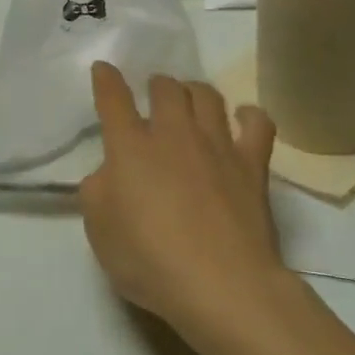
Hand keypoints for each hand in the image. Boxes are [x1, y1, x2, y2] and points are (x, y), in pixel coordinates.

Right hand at [79, 62, 291, 347]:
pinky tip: (241, 118)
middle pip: (166, 88)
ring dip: (194, 91)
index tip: (104, 69)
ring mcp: (217, 145)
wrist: (221, 284)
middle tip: (153, 95)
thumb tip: (110, 173)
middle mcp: (173, 134)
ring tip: (190, 99)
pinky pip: (257, 122)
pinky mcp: (252, 164)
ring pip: (207, 96)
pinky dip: (248, 114)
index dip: (106, 80)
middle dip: (156, 85)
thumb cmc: (149, 260)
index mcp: (129, 148)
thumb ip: (97, 192)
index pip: (113, 100)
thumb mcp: (99, 230)